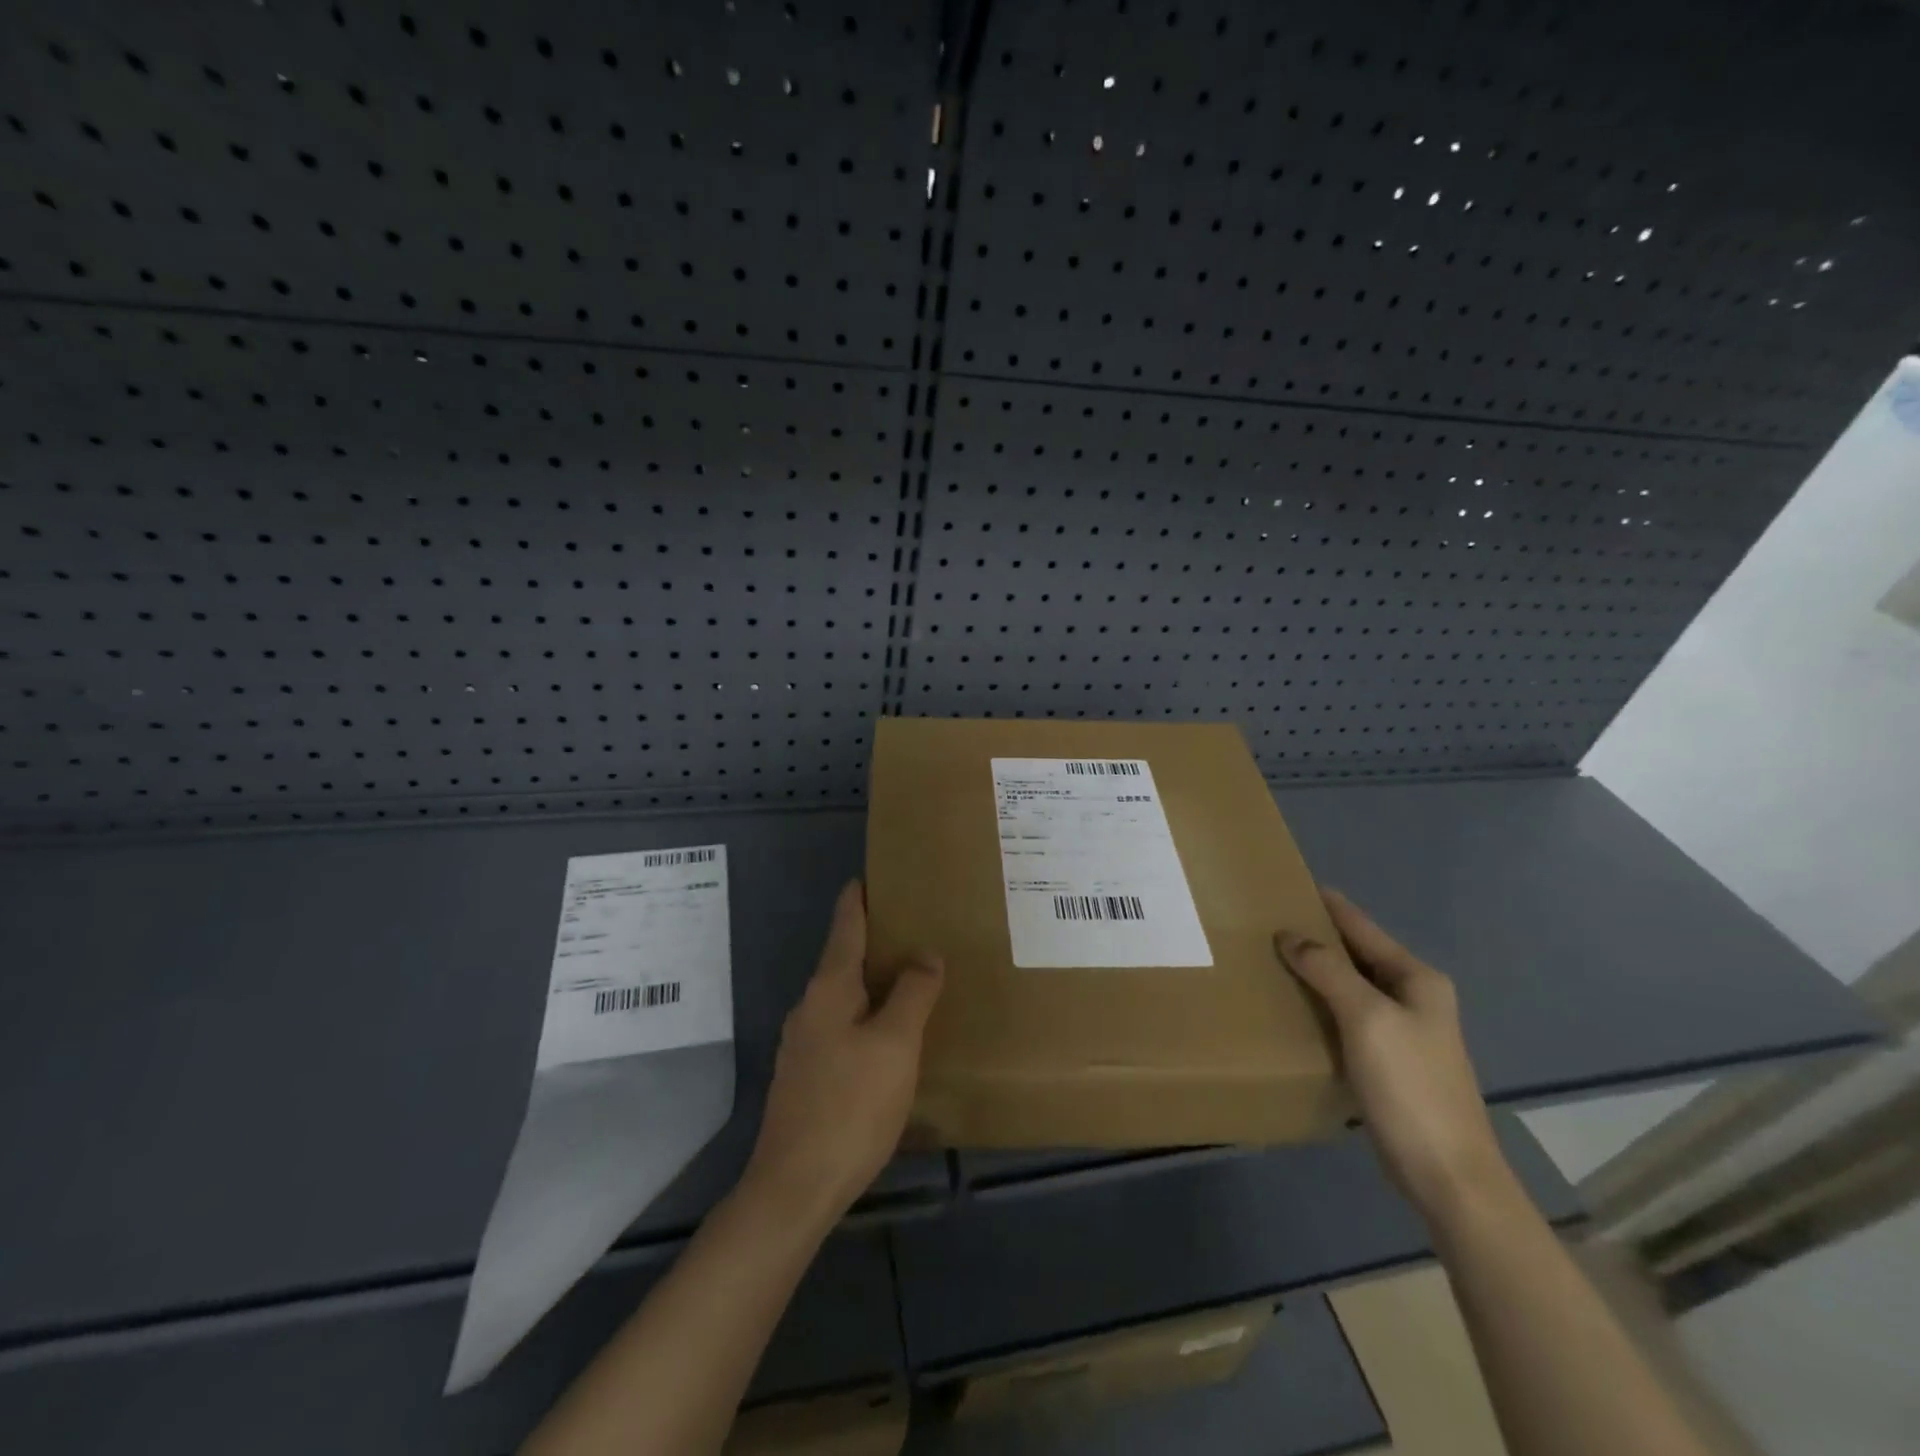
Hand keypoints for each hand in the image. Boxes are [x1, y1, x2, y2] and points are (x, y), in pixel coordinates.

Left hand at [743, 881, 943, 1229]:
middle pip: (842, 958)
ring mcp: (803, 1044)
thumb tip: (925, 953)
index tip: (872, 875)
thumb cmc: (850, 1106)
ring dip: (871, 981)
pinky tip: (887, 1036)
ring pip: (843, 997)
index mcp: (829, 988)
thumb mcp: (895, 1044)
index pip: (845, 925)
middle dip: (873, 941)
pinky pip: (841, 1028)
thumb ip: (913, 993)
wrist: (794, 1188)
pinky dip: (865, 1016)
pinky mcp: (806, 1076)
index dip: (858, 897)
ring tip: (908, 978)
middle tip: (913, 928)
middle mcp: (810, 1007)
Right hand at [1276, 890, 1510, 1220]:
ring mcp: (1403, 1032)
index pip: (1363, 927)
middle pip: (1357, 954)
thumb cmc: (1410, 1086)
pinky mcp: (1389, 1061)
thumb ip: (1328, 970)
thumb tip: (1289, 934)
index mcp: (1417, 979)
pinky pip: (1347, 1016)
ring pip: (1350, 986)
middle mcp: (1414, 997)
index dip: (1328, 905)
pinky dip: (1321, 1004)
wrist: (1447, 1174)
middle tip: (1266, 921)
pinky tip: (1293, 1006)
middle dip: (1316, 937)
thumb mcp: (1366, 1018)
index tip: (1289, 883)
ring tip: (1270, 957)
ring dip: (1316, 972)